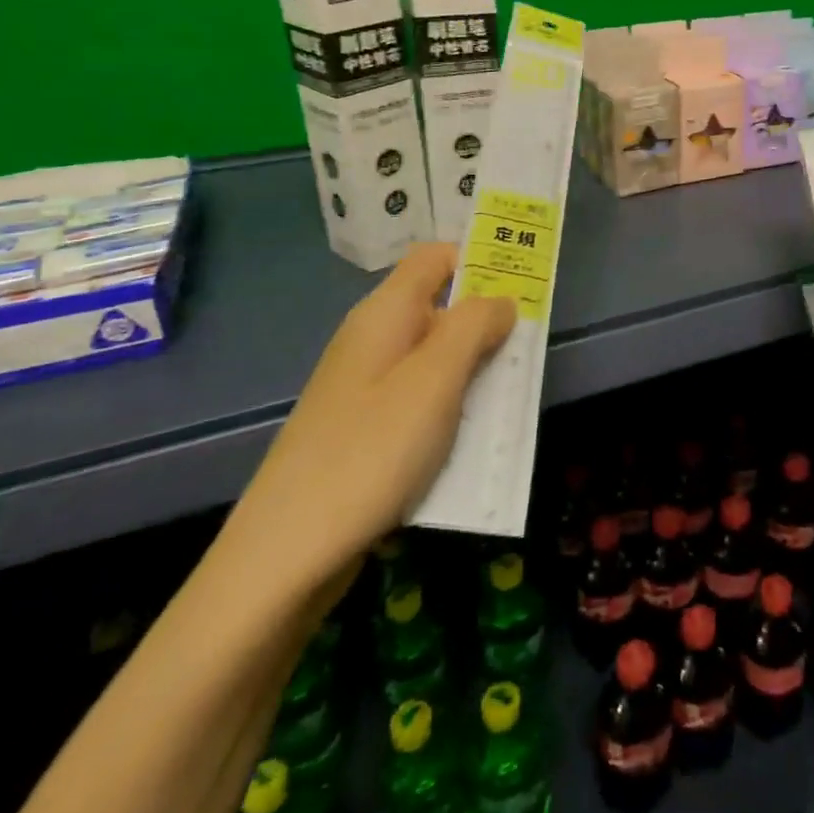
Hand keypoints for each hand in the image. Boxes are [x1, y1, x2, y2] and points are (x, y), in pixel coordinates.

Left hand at [224, 243, 515, 602]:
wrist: (285, 555)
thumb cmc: (370, 452)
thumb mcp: (435, 381)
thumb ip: (474, 327)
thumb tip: (501, 300)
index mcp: (385, 315)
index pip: (435, 258)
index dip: (479, 260)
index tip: (524, 284)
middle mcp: (373, 341)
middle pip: (440, 308)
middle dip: (488, 324)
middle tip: (528, 350)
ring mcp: (365, 387)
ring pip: (435, 359)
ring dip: (475, 372)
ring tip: (510, 400)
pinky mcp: (364, 428)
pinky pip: (421, 401)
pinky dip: (452, 409)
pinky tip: (471, 441)